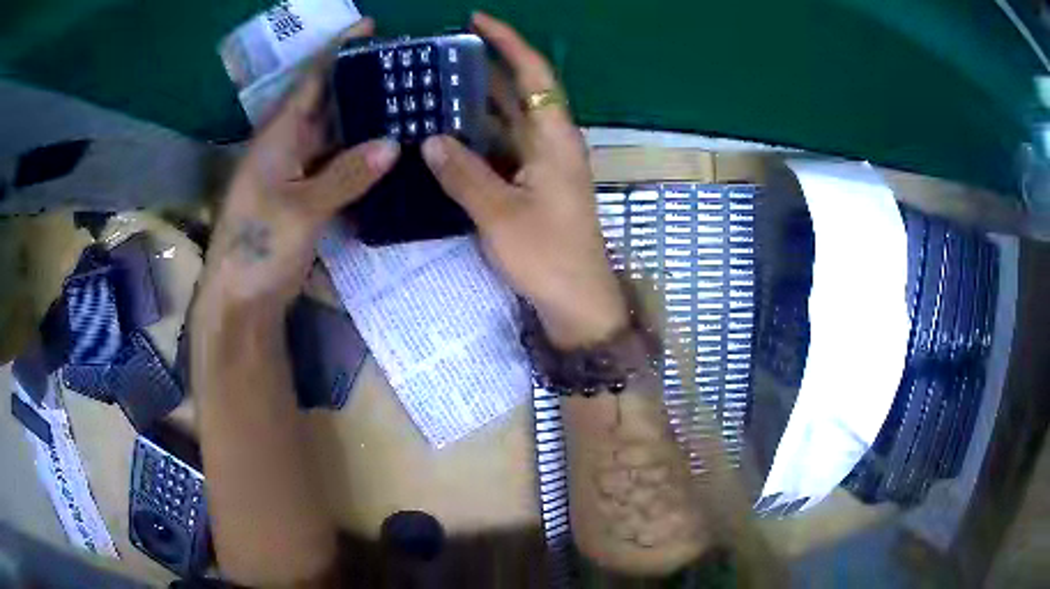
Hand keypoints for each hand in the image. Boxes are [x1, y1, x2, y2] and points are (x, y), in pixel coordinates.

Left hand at [200, 18, 398, 308]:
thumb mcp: (301, 210)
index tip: (369, 27)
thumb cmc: (259, 248)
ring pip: (333, 134)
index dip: (337, 51)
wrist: (241, 299)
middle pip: (325, 103)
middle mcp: (285, 146)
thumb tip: (392, 146)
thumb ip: (346, 175)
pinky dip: (359, 156)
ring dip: (362, 119)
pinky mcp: (303, 196)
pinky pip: (336, 165)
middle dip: (358, 82)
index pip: (310, 80)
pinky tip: (387, 151)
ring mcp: (294, 172)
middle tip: (402, 67)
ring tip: (404, 101)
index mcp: (277, 137)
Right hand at [422, 12, 625, 347]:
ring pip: (506, 121)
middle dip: (483, 70)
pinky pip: (501, 149)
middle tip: (440, 58)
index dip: (509, 42)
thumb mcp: (499, 213)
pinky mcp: (533, 185)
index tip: (477, 20)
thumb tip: (430, 139)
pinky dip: (476, 139)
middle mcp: (551, 143)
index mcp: (554, 138)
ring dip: (475, 105)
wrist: (577, 302)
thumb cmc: (548, 256)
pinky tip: (446, 136)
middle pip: (518, 93)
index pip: (534, 74)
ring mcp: (542, 165)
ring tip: (433, 89)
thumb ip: (463, 173)